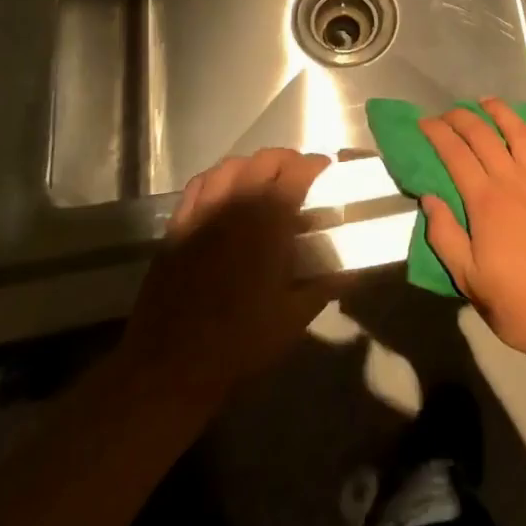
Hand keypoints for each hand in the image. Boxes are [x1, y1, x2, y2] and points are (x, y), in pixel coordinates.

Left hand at [117, 148, 341, 405]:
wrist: (171, 365)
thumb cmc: (240, 340)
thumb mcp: (295, 316)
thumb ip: (327, 284)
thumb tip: (354, 269)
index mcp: (269, 219)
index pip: (298, 171)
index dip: (317, 166)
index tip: (328, 172)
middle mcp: (236, 203)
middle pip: (265, 159)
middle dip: (288, 161)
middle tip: (301, 178)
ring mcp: (203, 211)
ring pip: (232, 165)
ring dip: (254, 166)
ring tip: (265, 182)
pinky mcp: (178, 225)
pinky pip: (201, 184)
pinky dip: (220, 178)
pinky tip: (227, 194)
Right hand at [418, 98, 525, 368]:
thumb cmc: (517, 302)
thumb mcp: (468, 278)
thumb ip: (445, 235)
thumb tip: (430, 198)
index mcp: (486, 201)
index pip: (455, 155)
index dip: (438, 134)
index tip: (424, 122)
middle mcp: (514, 181)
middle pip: (485, 137)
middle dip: (463, 119)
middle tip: (449, 111)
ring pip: (522, 135)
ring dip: (503, 114)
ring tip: (489, 102)